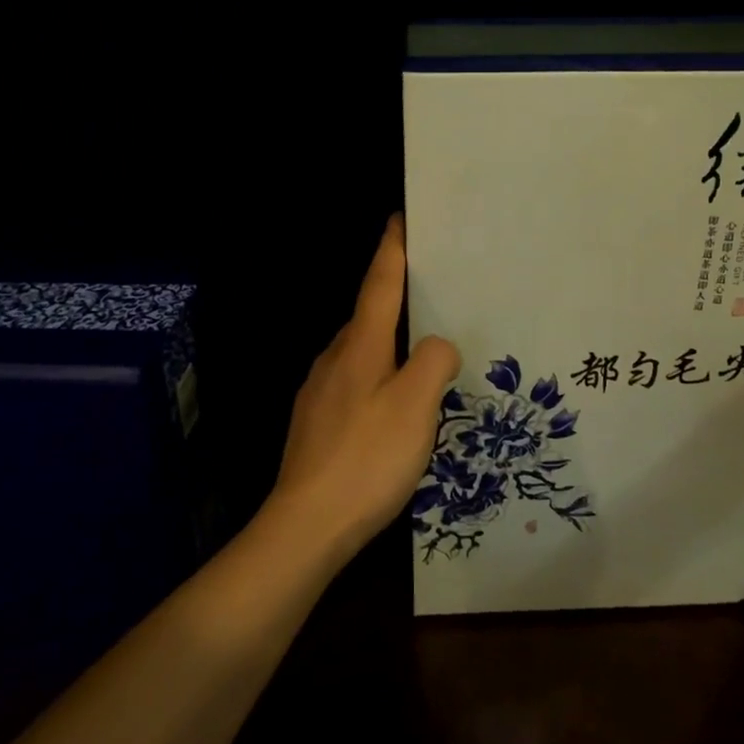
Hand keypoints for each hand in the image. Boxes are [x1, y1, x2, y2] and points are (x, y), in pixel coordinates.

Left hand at [269, 215, 461, 562]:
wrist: (305, 526)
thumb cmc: (366, 458)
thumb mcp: (415, 406)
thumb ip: (434, 363)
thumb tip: (438, 345)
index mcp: (359, 346)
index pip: (379, 283)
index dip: (392, 249)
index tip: (400, 218)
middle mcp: (334, 359)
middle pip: (369, 316)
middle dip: (396, 298)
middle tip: (433, 293)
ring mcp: (319, 392)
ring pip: (360, 352)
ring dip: (388, 343)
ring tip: (420, 353)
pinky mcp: (316, 422)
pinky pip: (353, 382)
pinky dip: (377, 376)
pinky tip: (392, 405)